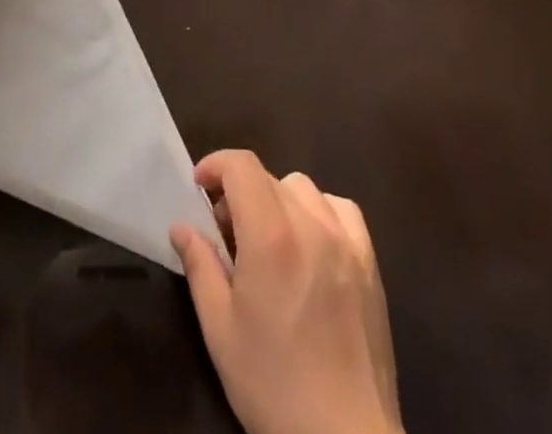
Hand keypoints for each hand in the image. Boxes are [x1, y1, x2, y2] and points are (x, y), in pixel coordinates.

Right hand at [171, 151, 402, 433]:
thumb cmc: (273, 385)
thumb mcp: (220, 329)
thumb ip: (200, 266)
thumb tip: (181, 226)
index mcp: (270, 235)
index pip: (241, 165)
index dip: (215, 165)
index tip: (199, 188)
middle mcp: (310, 224)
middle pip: (268, 177)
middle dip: (239, 191)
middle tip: (226, 231)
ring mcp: (346, 241)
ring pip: (303, 188)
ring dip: (277, 200)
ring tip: (268, 239)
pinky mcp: (370, 263)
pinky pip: (342, 210)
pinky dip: (320, 212)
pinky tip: (311, 244)